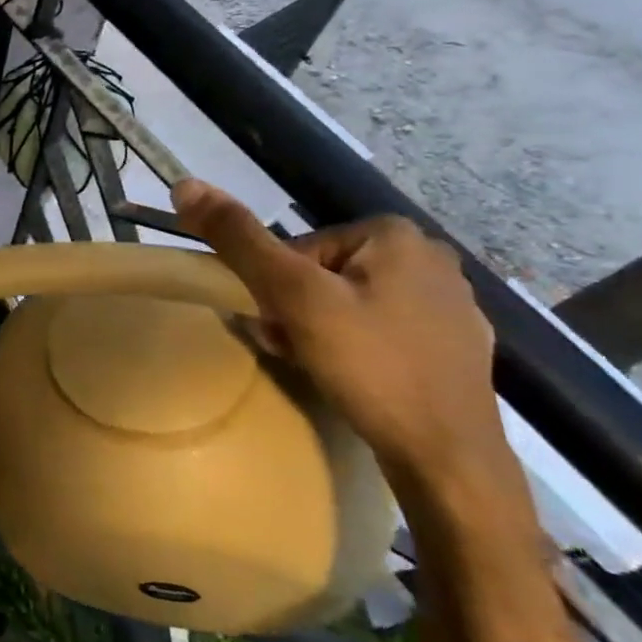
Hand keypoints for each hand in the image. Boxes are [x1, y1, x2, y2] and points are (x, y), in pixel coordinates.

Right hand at [172, 179, 504, 480]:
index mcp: (395, 235)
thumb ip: (239, 239)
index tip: (279, 326)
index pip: (298, 250)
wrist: (447, 456)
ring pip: (350, 302)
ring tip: (318, 365)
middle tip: (293, 349)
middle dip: (296, 310)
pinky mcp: (456, 345)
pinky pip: (382, 329)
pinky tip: (354, 377)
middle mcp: (431, 258)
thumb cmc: (369, 364)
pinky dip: (357, 347)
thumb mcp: (293, 296)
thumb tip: (185, 184)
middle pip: (323, 274)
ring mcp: (451, 304)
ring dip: (319, 329)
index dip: (275, 289)